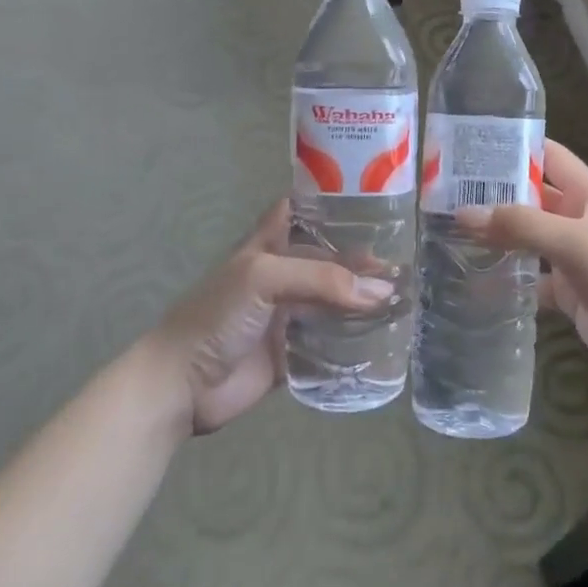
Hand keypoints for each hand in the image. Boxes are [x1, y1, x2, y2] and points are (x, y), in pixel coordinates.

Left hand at [146, 201, 393, 434]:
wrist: (182, 385)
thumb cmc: (217, 315)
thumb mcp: (266, 278)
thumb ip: (323, 279)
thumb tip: (382, 291)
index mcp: (269, 244)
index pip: (303, 211)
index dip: (333, 204)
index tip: (374, 201)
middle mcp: (283, 274)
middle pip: (328, 260)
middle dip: (361, 259)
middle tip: (406, 262)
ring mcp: (287, 315)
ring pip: (333, 301)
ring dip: (362, 300)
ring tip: (406, 297)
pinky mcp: (293, 354)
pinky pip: (330, 343)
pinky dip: (355, 339)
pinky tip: (386, 336)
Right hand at [456, 141, 587, 377]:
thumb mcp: (573, 242)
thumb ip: (521, 226)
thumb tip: (463, 213)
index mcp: (585, 194)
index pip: (548, 156)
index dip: (516, 146)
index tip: (472, 144)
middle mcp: (576, 219)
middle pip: (530, 195)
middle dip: (495, 191)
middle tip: (445, 189)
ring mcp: (570, 256)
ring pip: (526, 236)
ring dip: (496, 233)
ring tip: (448, 228)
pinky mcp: (566, 291)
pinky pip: (528, 277)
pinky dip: (505, 277)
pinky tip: (472, 278)